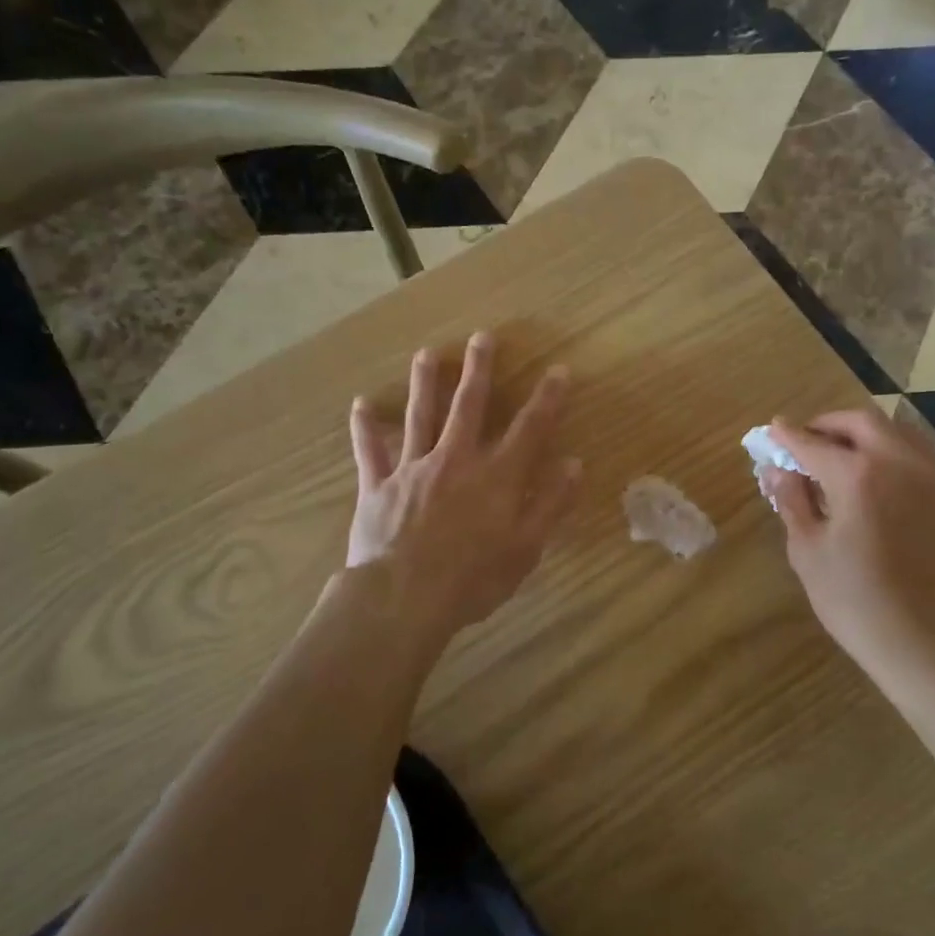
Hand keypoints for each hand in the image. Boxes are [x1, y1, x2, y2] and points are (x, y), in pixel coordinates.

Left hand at [347, 333, 580, 650]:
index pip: (530, 428)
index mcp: (496, 477)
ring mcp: (413, 469)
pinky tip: (360, 404)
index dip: (547, 398)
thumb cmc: (472, 579)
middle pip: (469, 406)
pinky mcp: (378, 485)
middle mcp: (456, 460)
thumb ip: (550, 504)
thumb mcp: (525, 549)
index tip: (559, 369)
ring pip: (420, 416)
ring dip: (424, 382)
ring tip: (426, 354)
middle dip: (478, 370)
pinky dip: (366, 428)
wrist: (403, 598)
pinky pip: (371, 451)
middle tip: (483, 337)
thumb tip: (574, 465)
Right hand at [762, 409, 934, 671]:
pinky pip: (912, 452)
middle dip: (827, 425)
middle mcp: (897, 462)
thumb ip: (792, 501)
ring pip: (893, 430)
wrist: (924, 639)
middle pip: (860, 422)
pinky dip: (886, 448)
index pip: (813, 444)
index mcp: (858, 475)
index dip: (788, 437)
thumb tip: (776, 471)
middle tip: (803, 441)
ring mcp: (927, 476)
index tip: (771, 430)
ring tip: (835, 453)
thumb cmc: (854, 599)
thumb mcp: (808, 550)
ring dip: (860, 433)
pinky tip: (869, 472)